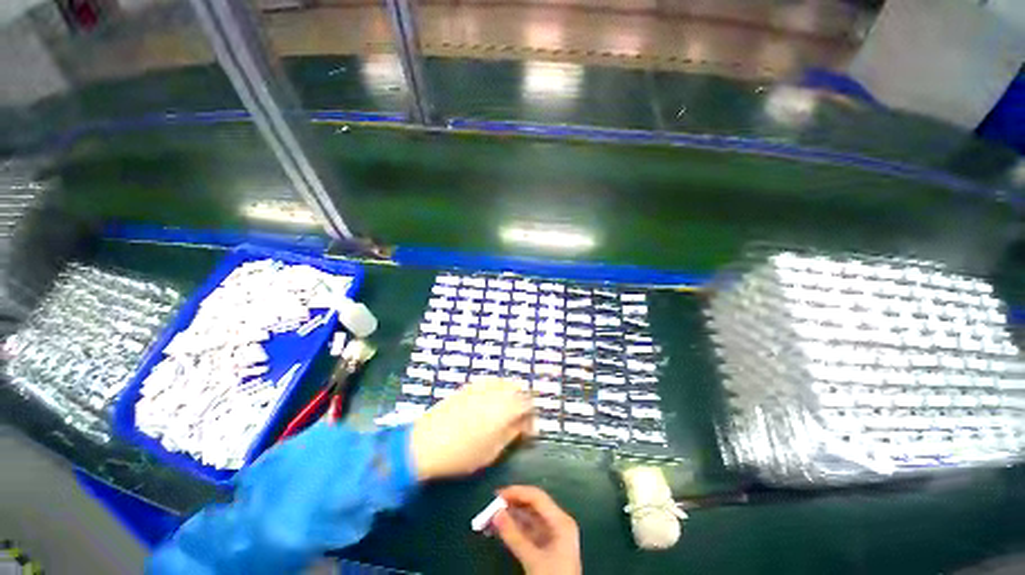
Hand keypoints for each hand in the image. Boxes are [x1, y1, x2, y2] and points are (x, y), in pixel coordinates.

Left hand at [410, 378, 533, 480]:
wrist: (425, 444)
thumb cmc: (462, 454)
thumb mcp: (492, 451)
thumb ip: (512, 434)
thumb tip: (523, 426)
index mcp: (505, 408)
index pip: (528, 404)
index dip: (532, 417)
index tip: (528, 430)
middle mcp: (496, 391)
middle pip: (518, 387)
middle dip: (522, 401)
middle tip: (518, 419)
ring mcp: (481, 386)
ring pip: (505, 382)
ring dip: (510, 393)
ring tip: (505, 411)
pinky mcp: (468, 386)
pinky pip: (490, 382)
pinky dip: (496, 389)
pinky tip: (489, 403)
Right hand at [493, 486, 580, 574]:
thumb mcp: (533, 559)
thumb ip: (514, 535)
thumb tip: (495, 513)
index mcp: (561, 521)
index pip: (537, 497)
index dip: (517, 492)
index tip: (497, 495)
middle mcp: (558, 523)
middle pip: (533, 506)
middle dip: (512, 505)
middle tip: (492, 506)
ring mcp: (553, 536)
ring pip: (529, 518)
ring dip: (511, 517)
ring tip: (492, 518)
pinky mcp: (547, 547)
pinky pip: (529, 531)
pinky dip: (515, 529)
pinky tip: (501, 530)